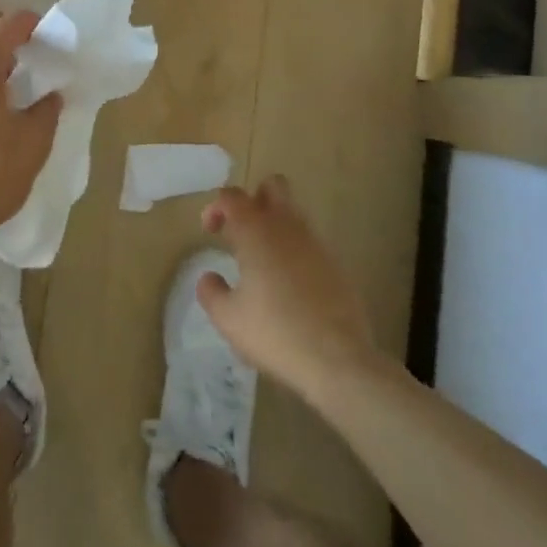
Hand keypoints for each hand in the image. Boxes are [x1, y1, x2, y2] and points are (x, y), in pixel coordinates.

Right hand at [196, 176, 378, 395]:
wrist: (337, 359)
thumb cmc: (274, 332)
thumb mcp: (228, 318)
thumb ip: (211, 292)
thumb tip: (209, 277)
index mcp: (256, 231)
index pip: (233, 196)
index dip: (216, 206)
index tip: (209, 230)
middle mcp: (287, 227)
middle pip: (273, 186)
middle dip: (254, 200)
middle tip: (240, 231)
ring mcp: (316, 244)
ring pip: (294, 214)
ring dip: (275, 226)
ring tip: (261, 263)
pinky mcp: (335, 265)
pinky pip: (309, 243)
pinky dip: (294, 252)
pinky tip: (288, 286)